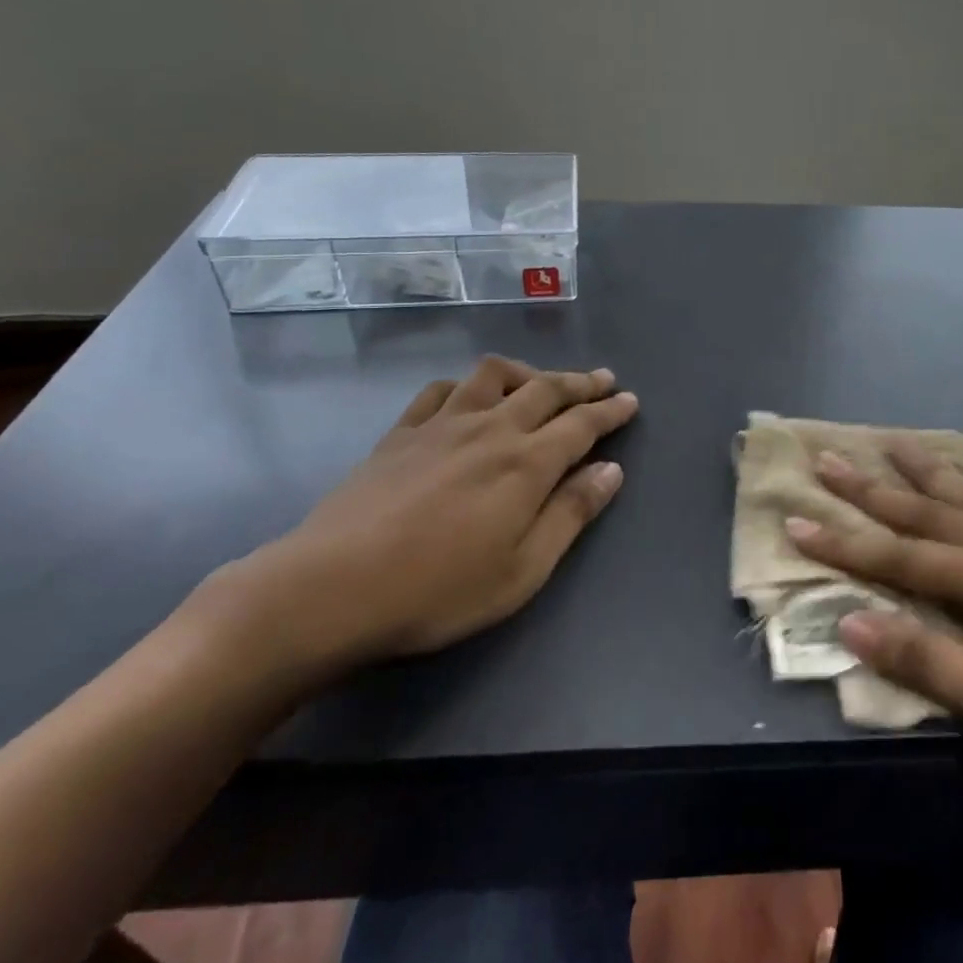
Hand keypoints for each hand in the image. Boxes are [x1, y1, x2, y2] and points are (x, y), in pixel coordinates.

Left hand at [219, 356, 638, 678]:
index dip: (610, 410)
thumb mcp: (523, 569)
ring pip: (493, 376)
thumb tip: (612, 470)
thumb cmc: (439, 590)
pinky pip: (442, 390)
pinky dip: (468, 385)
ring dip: (526, 372)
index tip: (630, 400)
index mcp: (526, 463)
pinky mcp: (401, 432)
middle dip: (580, 382)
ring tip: (540, 382)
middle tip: (604, 380)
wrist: (332, 587)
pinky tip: (469, 397)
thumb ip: (571, 513)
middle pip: (545, 389)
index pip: (581, 424)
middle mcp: (490, 428)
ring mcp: (442, 424)